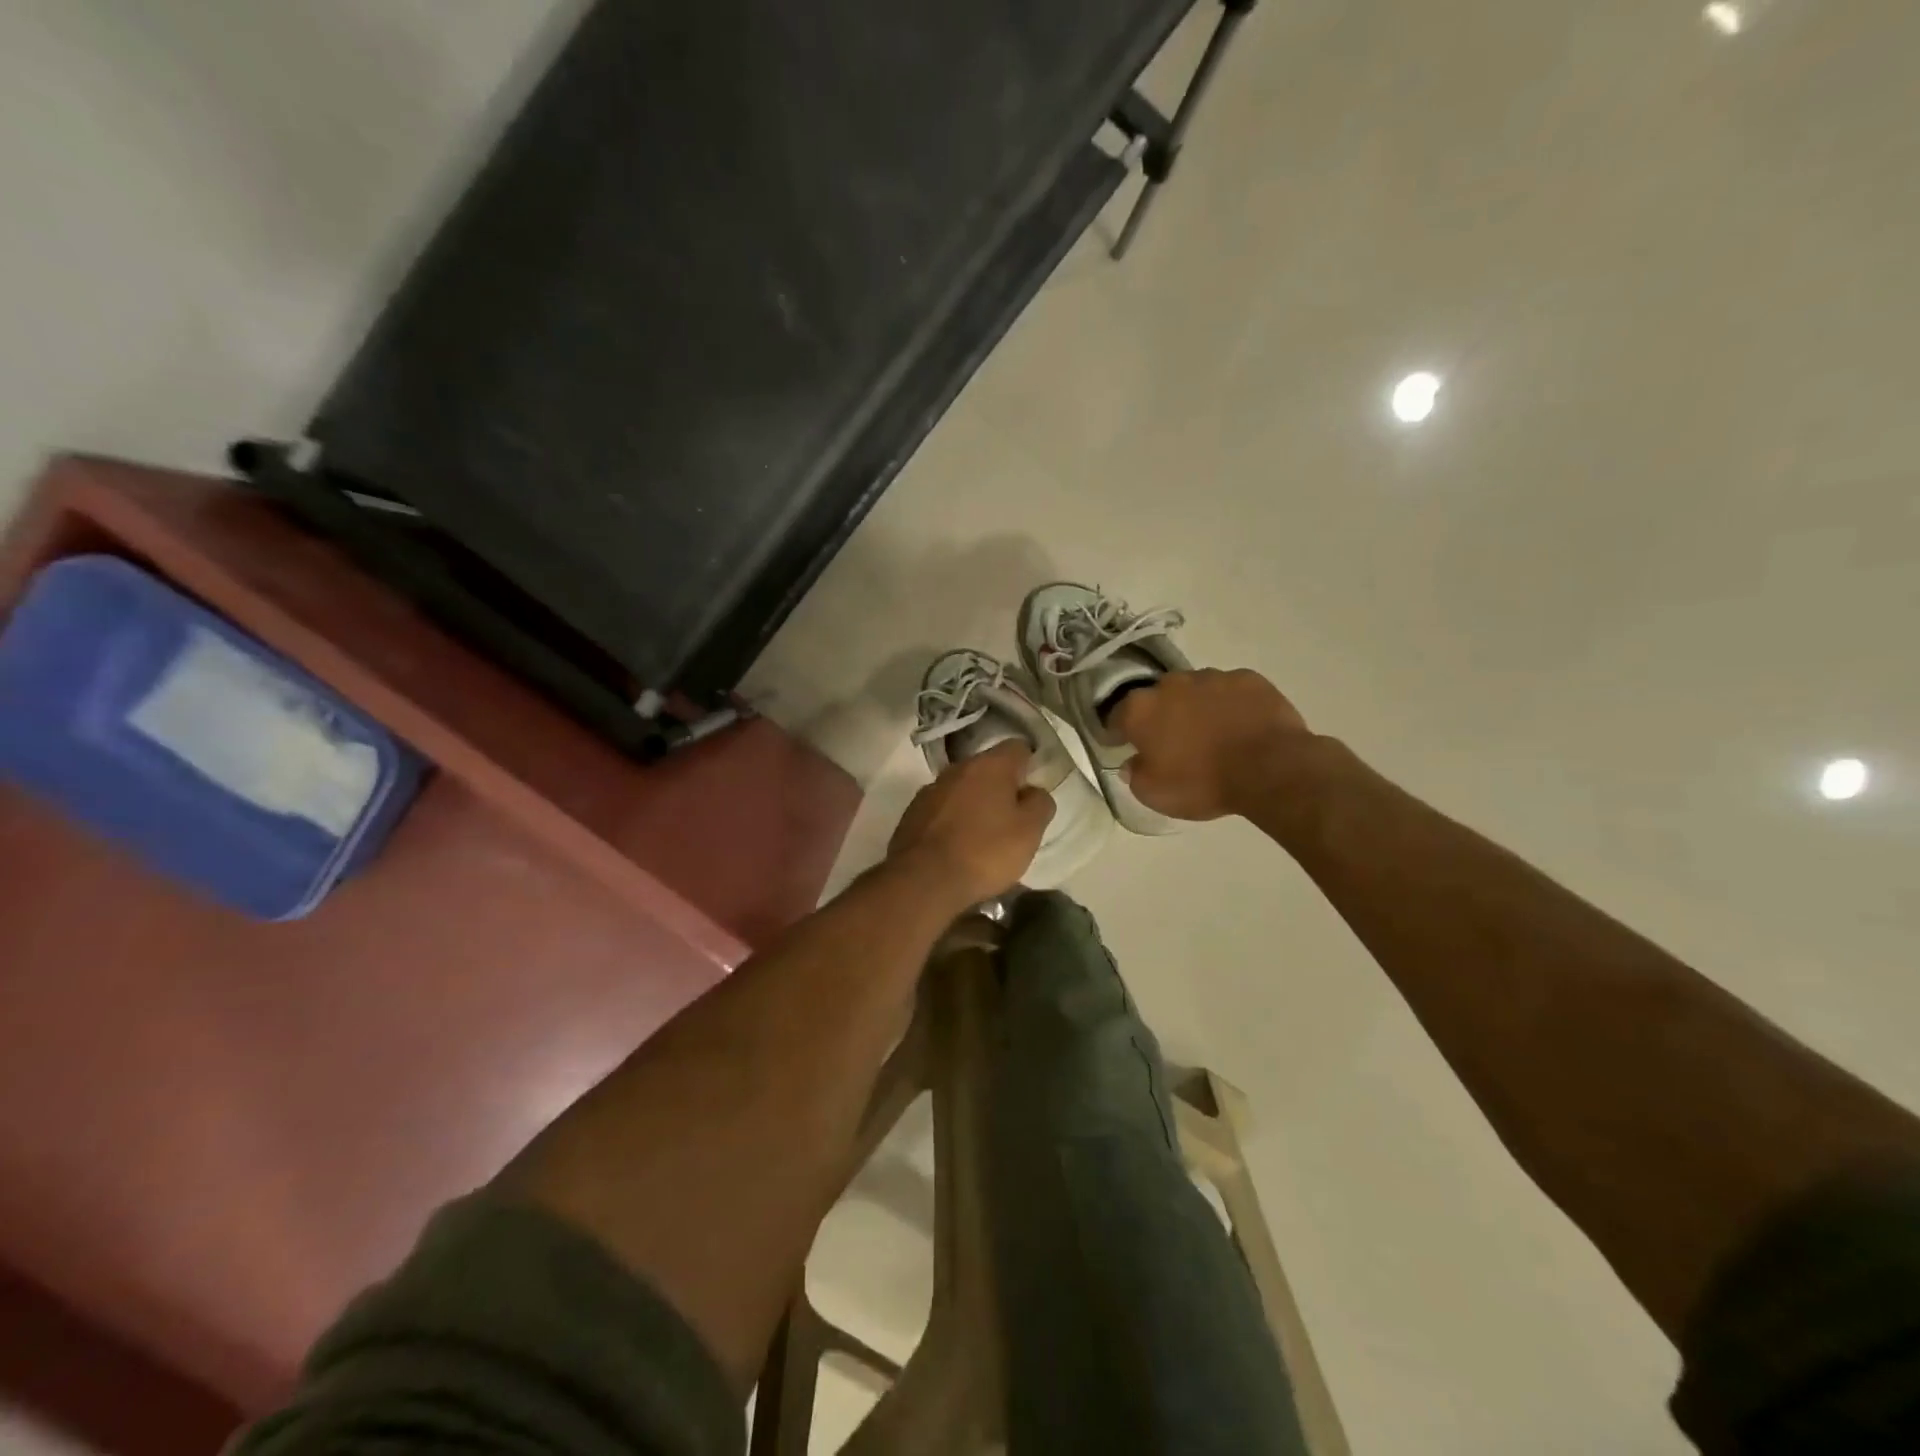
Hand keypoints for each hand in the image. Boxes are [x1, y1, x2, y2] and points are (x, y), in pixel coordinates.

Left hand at [888, 741, 1055, 908]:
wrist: (924, 881)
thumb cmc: (985, 852)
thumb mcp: (1029, 831)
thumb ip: (1039, 804)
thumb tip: (1033, 792)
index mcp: (989, 765)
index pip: (1018, 748)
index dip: (1029, 766)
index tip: (1033, 792)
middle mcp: (957, 768)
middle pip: (987, 768)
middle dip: (1000, 788)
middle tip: (1012, 819)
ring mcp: (930, 790)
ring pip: (962, 789)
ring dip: (974, 804)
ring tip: (983, 836)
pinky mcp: (912, 813)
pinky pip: (941, 809)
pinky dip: (951, 821)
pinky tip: (956, 847)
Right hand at [1112, 668, 1312, 820]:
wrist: (1270, 769)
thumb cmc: (1202, 783)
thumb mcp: (1155, 794)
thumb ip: (1136, 774)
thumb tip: (1132, 762)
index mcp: (1141, 710)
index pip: (1117, 716)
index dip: (1120, 731)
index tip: (1126, 745)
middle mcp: (1171, 684)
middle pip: (1158, 697)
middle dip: (1162, 715)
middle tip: (1174, 742)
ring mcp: (1212, 677)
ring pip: (1195, 690)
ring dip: (1197, 707)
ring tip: (1213, 734)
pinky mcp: (1248, 678)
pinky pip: (1230, 690)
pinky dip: (1231, 704)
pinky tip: (1241, 726)